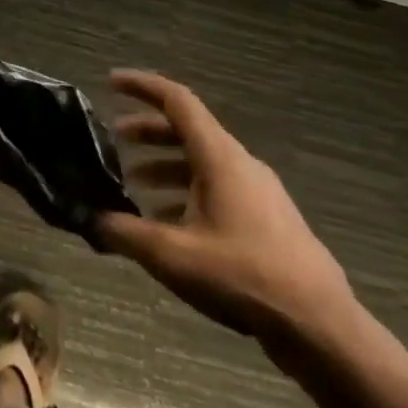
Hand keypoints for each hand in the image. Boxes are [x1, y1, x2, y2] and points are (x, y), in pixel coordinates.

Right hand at [98, 70, 361, 360]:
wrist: (319, 326)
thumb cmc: (242, 275)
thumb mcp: (171, 254)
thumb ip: (123, 232)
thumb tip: (88, 218)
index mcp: (220, 158)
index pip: (178, 102)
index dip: (142, 86)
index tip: (111, 82)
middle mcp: (240, 165)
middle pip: (188, 131)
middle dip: (148, 130)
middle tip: (113, 137)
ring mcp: (258, 192)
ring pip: (202, 163)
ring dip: (165, 165)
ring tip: (133, 183)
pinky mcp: (267, 219)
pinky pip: (217, 188)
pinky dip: (186, 192)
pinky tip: (168, 223)